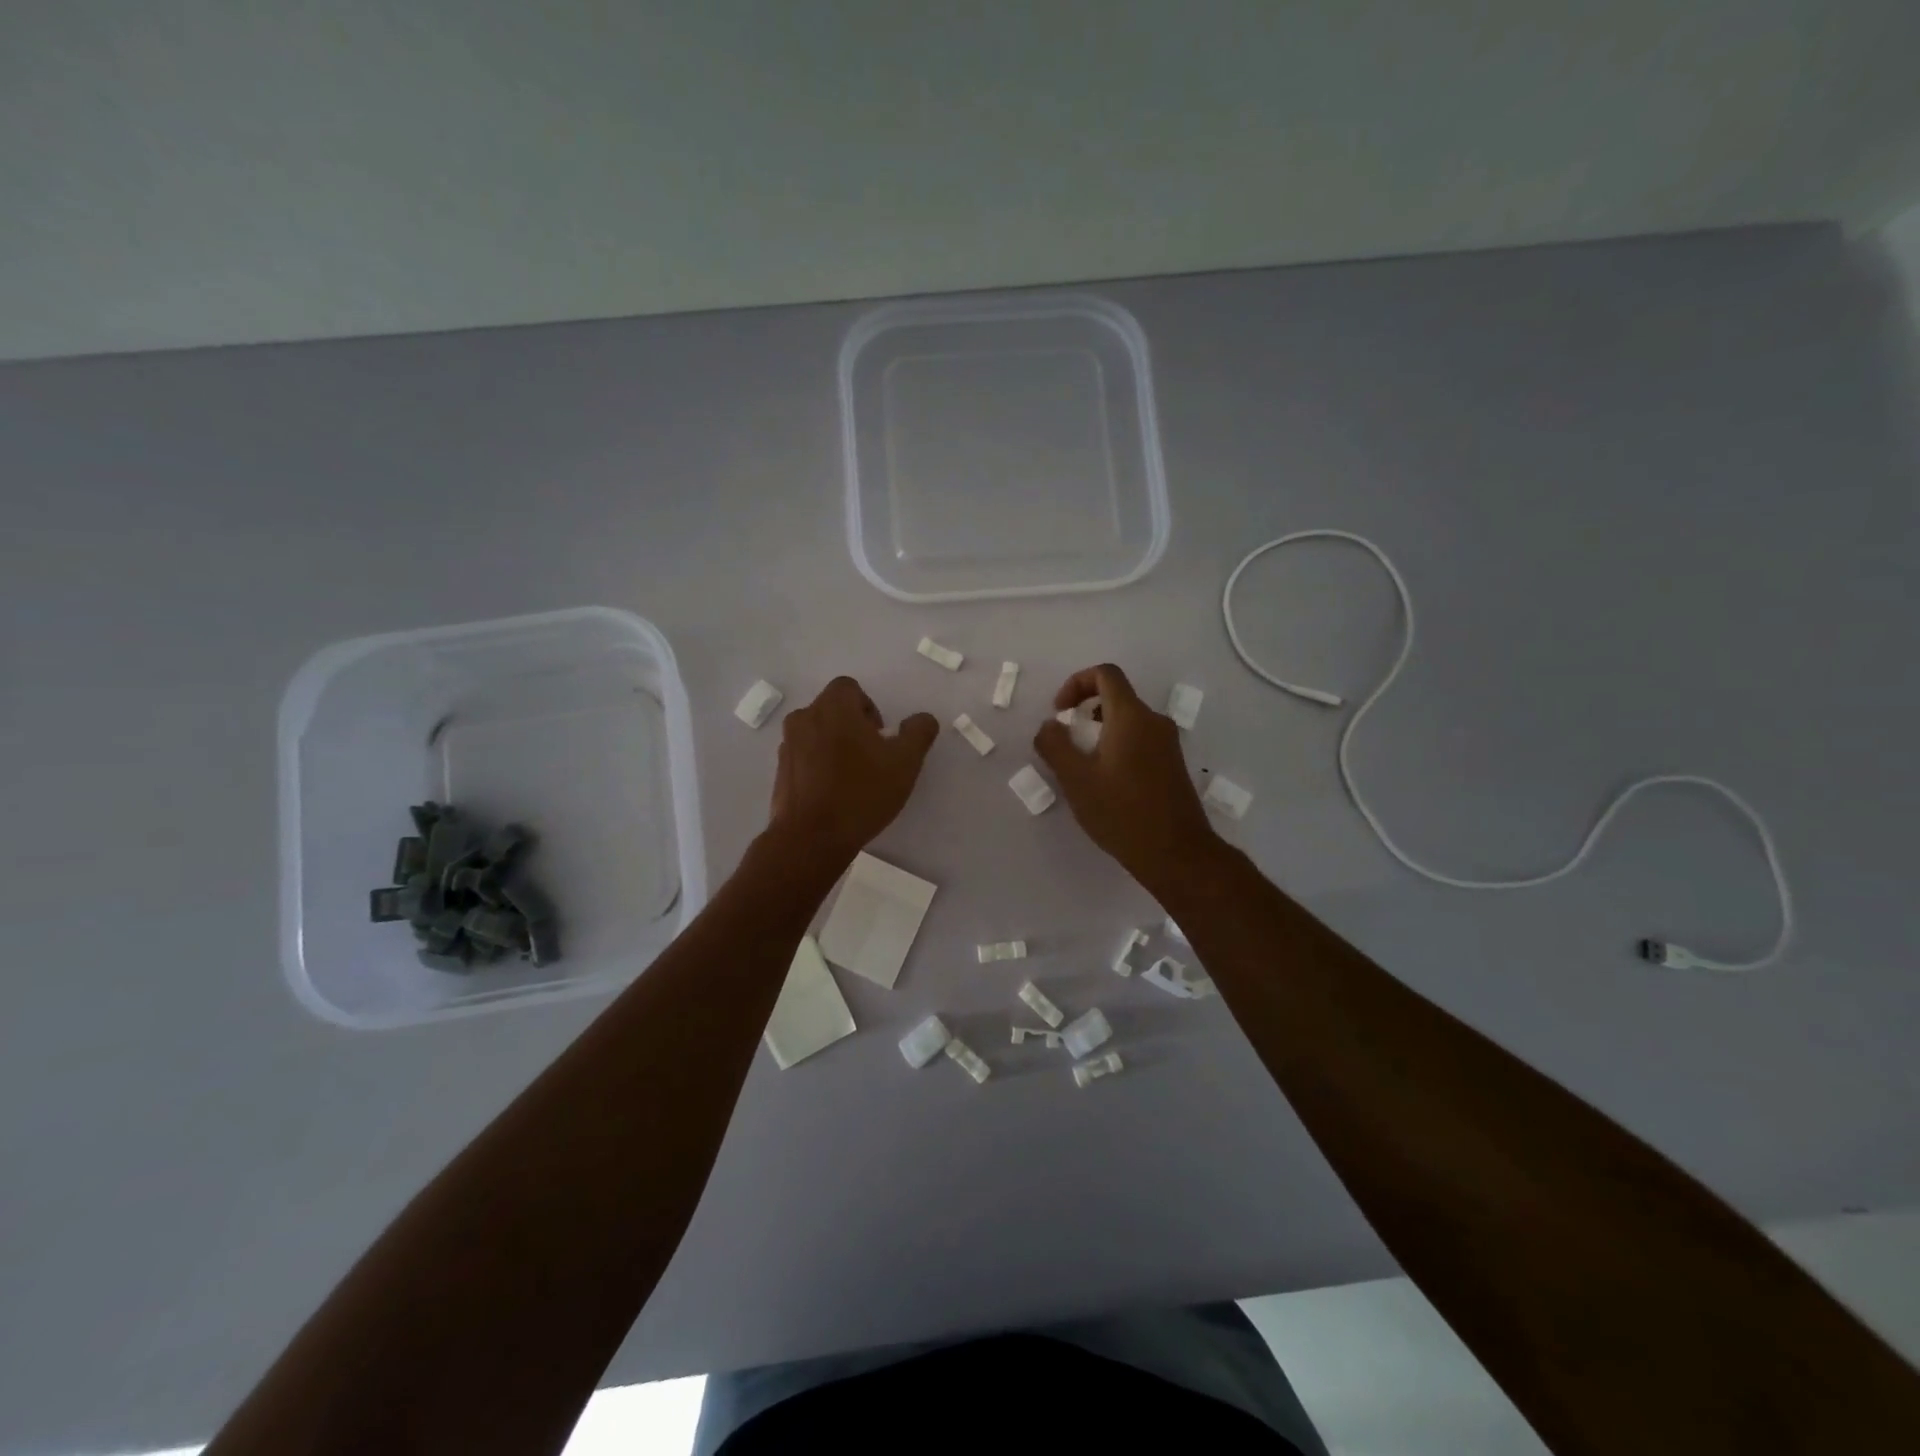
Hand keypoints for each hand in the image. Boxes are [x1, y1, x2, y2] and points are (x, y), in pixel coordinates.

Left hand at [770, 677, 937, 859]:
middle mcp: (804, 718)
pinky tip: (833, 792)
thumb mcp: (905, 762)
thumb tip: (922, 719)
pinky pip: (804, 756)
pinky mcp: (780, 770)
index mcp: (833, 707)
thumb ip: (918, 732)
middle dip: (853, 727)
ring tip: (852, 778)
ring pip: (817, 733)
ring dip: (835, 745)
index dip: (869, 708)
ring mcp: (787, 745)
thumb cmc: (861, 793)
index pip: (850, 688)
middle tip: (871, 759)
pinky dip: (818, 765)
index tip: (880, 738)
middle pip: (832, 709)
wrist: (811, 838)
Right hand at [1034, 663, 1220, 889]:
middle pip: (1116, 697)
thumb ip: (1055, 745)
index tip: (1060, 713)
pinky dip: (1117, 747)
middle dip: (1085, 711)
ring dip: (1100, 732)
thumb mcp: (1076, 779)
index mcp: (1131, 717)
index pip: (1105, 674)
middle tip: (1067, 743)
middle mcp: (1154, 722)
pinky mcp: (1172, 765)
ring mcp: (1168, 744)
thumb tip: (1049, 726)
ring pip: (1128, 721)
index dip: (1076, 683)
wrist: (1176, 853)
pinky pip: (1140, 741)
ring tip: (1082, 767)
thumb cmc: (1122, 812)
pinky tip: (1105, 784)